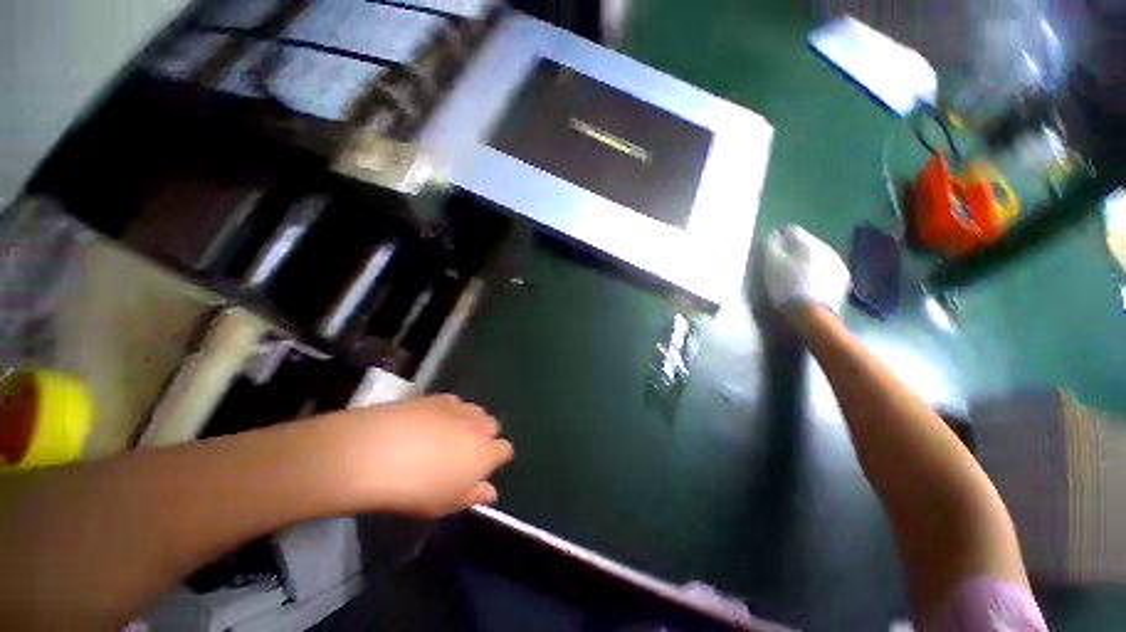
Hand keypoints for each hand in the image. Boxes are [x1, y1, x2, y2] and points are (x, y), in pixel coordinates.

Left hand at [316, 395, 513, 517]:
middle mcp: (479, 426)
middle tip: (464, 452)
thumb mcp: (446, 504)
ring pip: (475, 411)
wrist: (378, 453)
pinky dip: (450, 411)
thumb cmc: (416, 489)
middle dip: (485, 436)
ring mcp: (459, 408)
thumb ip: (474, 495)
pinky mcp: (439, 398)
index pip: (505, 449)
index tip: (484, 467)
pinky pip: (454, 402)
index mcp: (486, 453)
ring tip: (449, 434)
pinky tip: (431, 421)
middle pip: (492, 426)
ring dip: (470, 421)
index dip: (497, 457)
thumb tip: (492, 492)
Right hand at [762, 224, 850, 317]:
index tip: (771, 248)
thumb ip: (771, 245)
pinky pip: (825, 269)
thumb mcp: (772, 264)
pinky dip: (816, 272)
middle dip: (795, 249)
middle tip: (782, 261)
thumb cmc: (786, 286)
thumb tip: (774, 233)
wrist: (811, 313)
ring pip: (818, 255)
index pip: (793, 230)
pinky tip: (808, 282)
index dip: (780, 238)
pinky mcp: (842, 280)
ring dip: (806, 260)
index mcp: (809, 242)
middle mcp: (827, 248)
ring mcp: (837, 264)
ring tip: (795, 273)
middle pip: (807, 243)